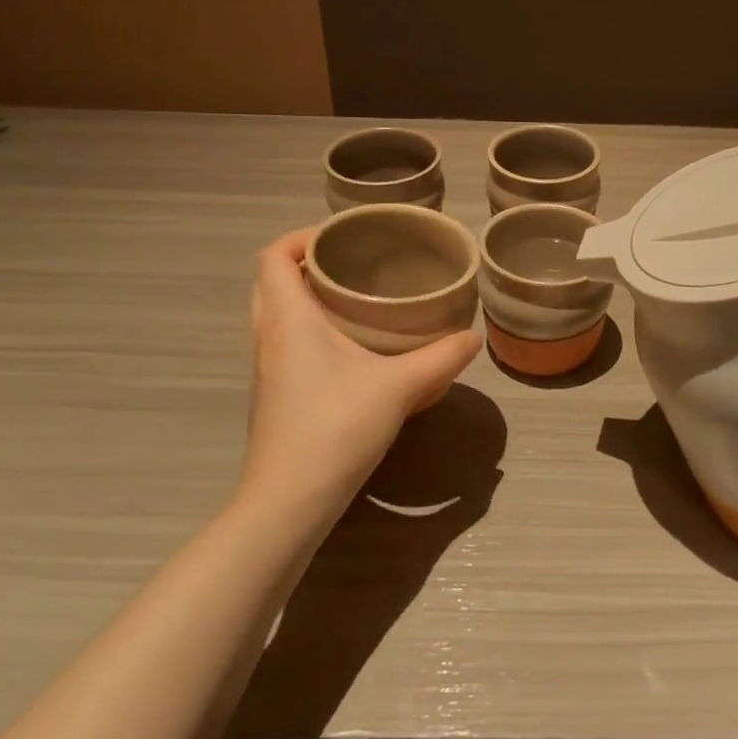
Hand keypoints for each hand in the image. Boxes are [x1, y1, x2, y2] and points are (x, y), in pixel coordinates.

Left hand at [242, 229, 480, 523]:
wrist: (289, 501)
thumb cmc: (336, 428)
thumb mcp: (399, 388)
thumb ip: (440, 359)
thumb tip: (471, 338)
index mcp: (289, 319)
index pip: (273, 256)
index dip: (301, 236)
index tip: (341, 237)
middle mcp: (268, 337)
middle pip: (271, 281)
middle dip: (306, 264)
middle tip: (351, 265)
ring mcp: (266, 368)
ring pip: (275, 314)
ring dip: (305, 298)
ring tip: (353, 300)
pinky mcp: (274, 395)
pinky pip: (283, 342)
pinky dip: (307, 330)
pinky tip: (349, 349)